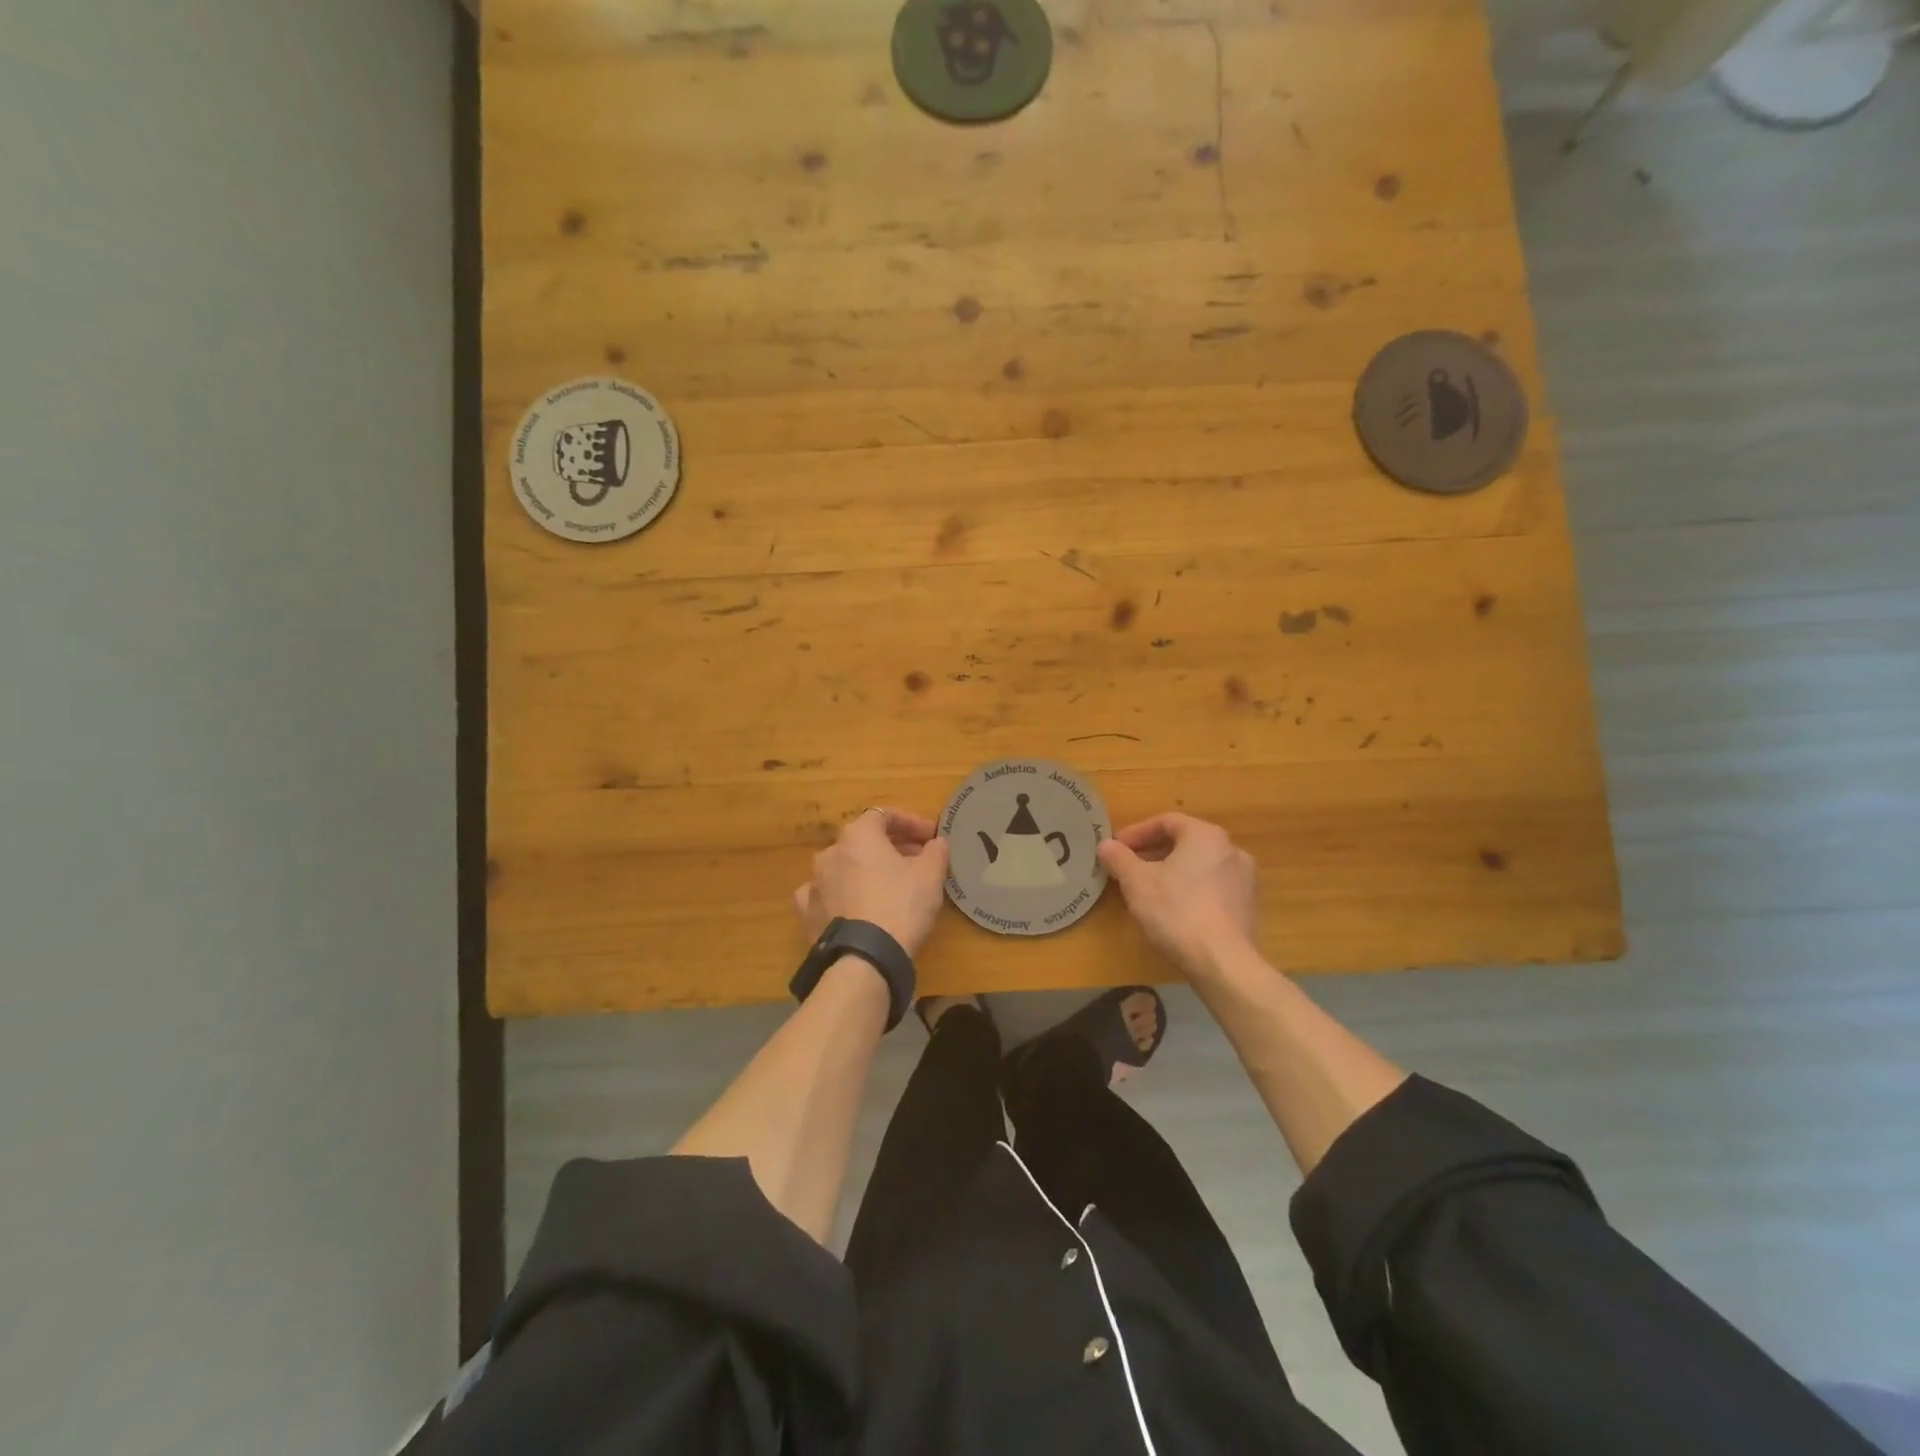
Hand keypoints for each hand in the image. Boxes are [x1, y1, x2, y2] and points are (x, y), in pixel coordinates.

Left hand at [793, 808, 951, 957]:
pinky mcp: (807, 912)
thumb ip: (936, 851)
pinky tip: (855, 906)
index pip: (885, 815)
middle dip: (892, 847)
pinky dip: (842, 895)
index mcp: (858, 835)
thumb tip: (937, 843)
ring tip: (889, 886)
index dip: (911, 823)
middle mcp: (830, 852)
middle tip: (917, 861)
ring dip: (866, 870)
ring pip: (844, 867)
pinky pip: (827, 895)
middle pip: (864, 841)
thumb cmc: (901, 905)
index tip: (931, 837)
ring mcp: (815, 882)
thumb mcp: (931, 875)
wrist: (864, 958)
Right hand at [1097, 813, 1258, 977]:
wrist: (1223, 963)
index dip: (1137, 833)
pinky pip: (1213, 888)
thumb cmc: (1177, 912)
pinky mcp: (1249, 908)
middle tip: (1129, 868)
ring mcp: (1245, 880)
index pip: (1166, 822)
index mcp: (1206, 836)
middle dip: (1154, 853)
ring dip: (1172, 872)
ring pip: (1200, 866)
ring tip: (1149, 891)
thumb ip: (1119, 858)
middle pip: (1185, 843)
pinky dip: (1191, 891)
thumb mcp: (1136, 883)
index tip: (1117, 848)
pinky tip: (1175, 911)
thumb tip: (1106, 845)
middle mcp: (1231, 850)